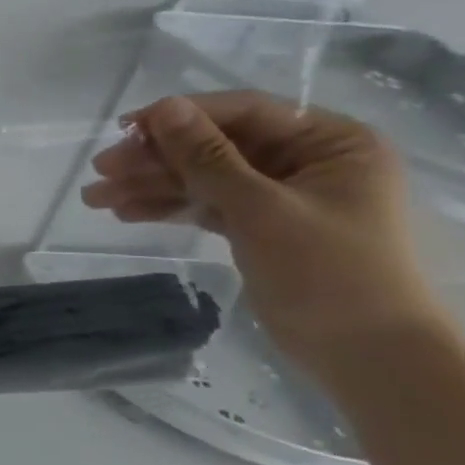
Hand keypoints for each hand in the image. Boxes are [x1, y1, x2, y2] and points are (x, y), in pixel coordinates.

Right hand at [80, 92, 452, 370]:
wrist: (368, 357)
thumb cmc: (329, 273)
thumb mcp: (261, 209)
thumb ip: (208, 157)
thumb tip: (164, 107)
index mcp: (331, 142)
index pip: (243, 112)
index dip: (181, 116)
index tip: (123, 130)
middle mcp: (307, 160)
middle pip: (215, 145)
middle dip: (155, 158)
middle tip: (101, 171)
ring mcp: (281, 195)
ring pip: (203, 177)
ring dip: (150, 185)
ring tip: (96, 198)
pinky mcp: (260, 226)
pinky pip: (205, 205)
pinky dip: (168, 208)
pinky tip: (125, 212)